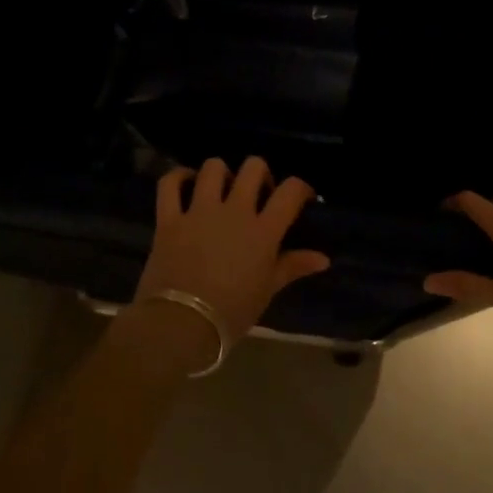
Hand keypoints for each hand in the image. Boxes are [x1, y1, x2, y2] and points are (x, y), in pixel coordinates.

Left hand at [136, 157, 330, 345]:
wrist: (181, 324)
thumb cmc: (232, 312)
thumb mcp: (267, 290)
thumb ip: (293, 266)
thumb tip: (323, 258)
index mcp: (263, 230)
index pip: (290, 191)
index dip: (300, 187)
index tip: (300, 197)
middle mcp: (234, 211)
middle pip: (253, 168)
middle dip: (259, 173)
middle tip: (257, 192)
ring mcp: (199, 211)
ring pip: (213, 168)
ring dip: (220, 172)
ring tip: (221, 188)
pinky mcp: (169, 218)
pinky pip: (170, 184)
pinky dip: (178, 177)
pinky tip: (185, 182)